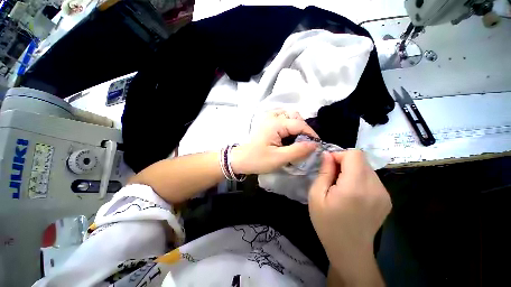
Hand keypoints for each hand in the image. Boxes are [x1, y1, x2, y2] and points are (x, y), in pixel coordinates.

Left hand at [231, 110, 318, 174]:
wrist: (241, 159)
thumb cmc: (258, 160)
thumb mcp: (279, 158)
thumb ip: (298, 150)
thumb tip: (314, 144)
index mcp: (276, 124)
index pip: (300, 124)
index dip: (311, 134)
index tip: (316, 145)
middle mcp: (273, 116)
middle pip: (295, 116)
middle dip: (303, 129)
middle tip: (303, 143)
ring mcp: (268, 118)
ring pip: (289, 115)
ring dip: (296, 125)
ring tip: (296, 139)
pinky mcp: (267, 122)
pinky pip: (282, 117)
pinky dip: (289, 124)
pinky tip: (287, 135)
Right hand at [308, 150, 390, 275]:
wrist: (350, 251)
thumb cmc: (328, 223)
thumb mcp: (316, 196)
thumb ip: (323, 172)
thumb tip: (327, 155)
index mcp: (355, 187)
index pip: (354, 154)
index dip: (339, 155)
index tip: (328, 165)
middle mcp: (375, 188)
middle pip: (361, 159)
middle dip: (344, 162)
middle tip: (332, 177)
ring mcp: (384, 194)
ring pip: (366, 168)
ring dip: (352, 170)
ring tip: (341, 186)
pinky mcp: (387, 199)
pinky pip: (372, 178)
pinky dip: (359, 178)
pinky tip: (352, 194)